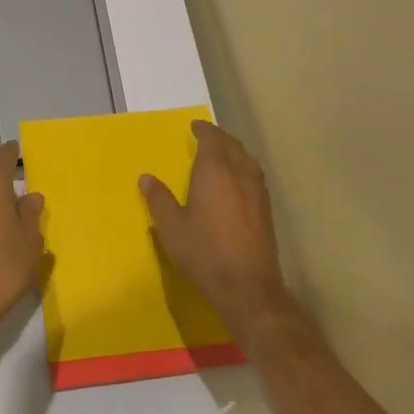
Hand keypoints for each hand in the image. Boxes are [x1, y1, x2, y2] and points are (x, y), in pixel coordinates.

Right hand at [141, 121, 293, 338]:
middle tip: (206, 137)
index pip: (212, 138)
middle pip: (232, 145)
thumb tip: (146, 178)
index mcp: (215, 170)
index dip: (203, 129)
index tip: (194, 127)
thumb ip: (159, 199)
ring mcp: (257, 191)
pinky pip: (254, 175)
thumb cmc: (204, 252)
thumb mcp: (172, 227)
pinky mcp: (266, 209)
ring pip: (247, 159)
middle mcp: (240, 173)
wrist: (248, 287)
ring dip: (234, 151)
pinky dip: (244, 167)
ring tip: (222, 155)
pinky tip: (237, 182)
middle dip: (219, 137)